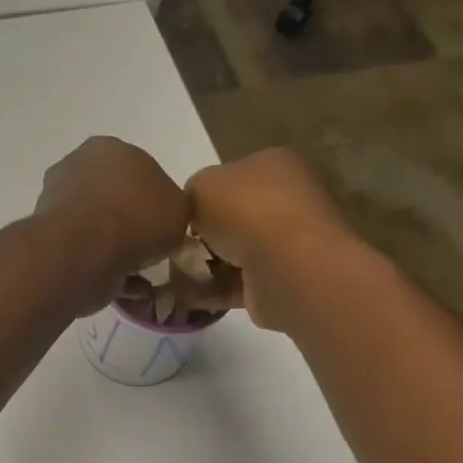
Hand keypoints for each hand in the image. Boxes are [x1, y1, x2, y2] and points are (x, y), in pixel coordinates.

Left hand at [34, 137, 189, 310]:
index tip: (162, 225)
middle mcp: (76, 168)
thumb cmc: (137, 217)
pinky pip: (83, 254)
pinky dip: (100, 270)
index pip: (137, 170)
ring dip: (114, 250)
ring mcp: (55, 204)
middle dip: (129, 224)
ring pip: (95, 229)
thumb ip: (173, 209)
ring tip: (137, 276)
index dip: (153, 200)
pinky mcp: (47, 239)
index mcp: (108, 149)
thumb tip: (164, 220)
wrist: (86, 250)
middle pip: (112, 199)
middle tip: (149, 250)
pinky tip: (120, 288)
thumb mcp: (179, 208)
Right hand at [187, 148, 359, 329]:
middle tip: (176, 249)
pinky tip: (187, 297)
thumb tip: (192, 210)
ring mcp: (287, 244)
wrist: (285, 264)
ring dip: (207, 266)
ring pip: (237, 253)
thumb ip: (192, 192)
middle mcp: (287, 201)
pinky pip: (239, 284)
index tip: (182, 217)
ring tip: (175, 277)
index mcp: (275, 166)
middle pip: (236, 217)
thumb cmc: (246, 210)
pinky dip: (214, 291)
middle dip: (206, 235)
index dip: (204, 197)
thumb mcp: (202, 185)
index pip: (233, 177)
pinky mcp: (280, 281)